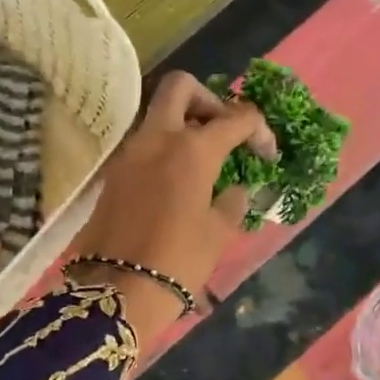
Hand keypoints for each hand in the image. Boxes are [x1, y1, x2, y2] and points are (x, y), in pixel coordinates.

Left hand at [69, 72, 274, 346]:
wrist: (116, 292)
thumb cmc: (177, 263)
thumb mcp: (217, 234)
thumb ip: (231, 201)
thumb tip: (234, 188)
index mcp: (192, 149)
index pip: (236, 118)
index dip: (259, 129)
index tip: (266, 154)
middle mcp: (156, 139)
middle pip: (181, 88)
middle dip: (209, 100)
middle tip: (223, 133)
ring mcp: (128, 154)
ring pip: (158, 116)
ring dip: (183, 125)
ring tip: (203, 162)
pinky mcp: (112, 174)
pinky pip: (143, 145)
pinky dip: (164, 150)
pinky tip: (177, 182)